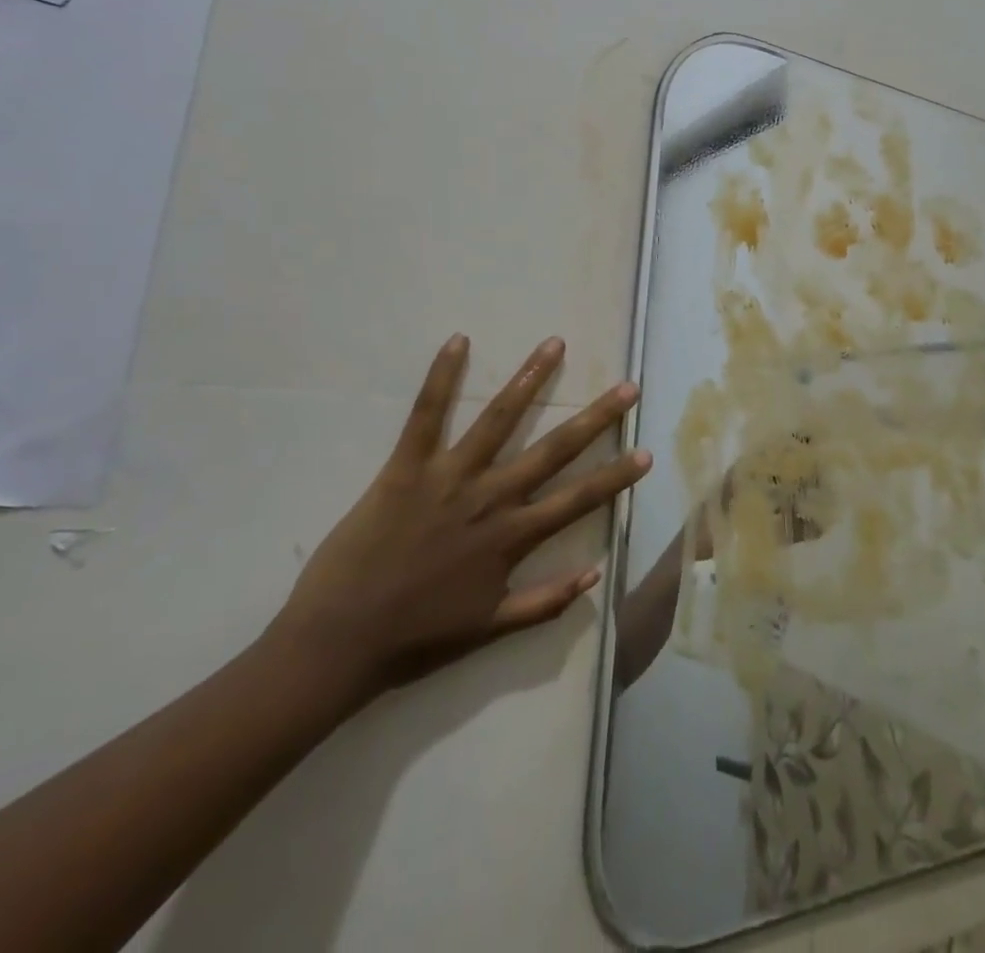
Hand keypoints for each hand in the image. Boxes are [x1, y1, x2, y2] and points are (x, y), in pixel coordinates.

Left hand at [268, 334, 649, 704]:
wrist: (337, 642)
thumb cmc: (415, 638)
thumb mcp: (489, 629)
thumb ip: (545, 602)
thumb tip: (596, 574)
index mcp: (511, 537)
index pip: (578, 499)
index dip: (615, 477)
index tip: (647, 453)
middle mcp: (490, 499)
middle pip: (553, 450)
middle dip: (595, 417)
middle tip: (627, 387)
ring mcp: (449, 478)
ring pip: (499, 420)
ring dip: (531, 379)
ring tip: (555, 345)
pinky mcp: (406, 468)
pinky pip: (426, 415)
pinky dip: (442, 377)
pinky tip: (459, 341)